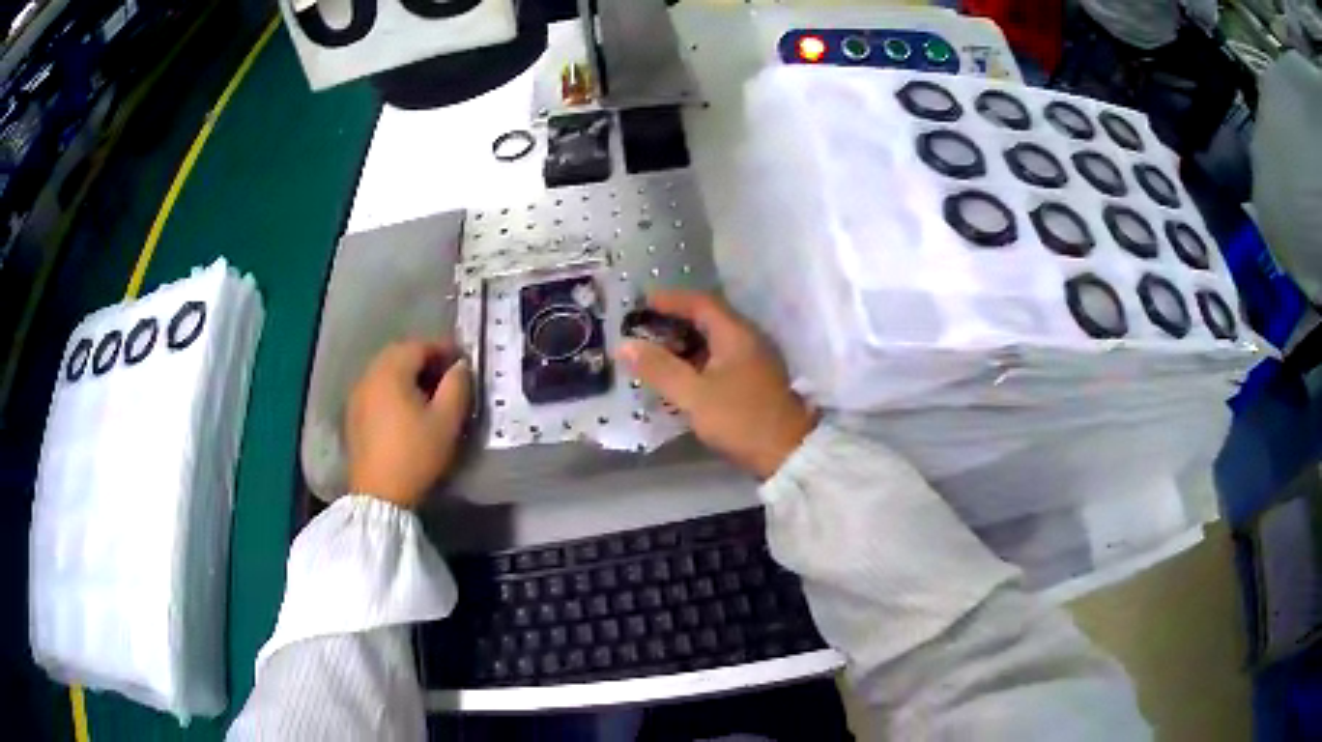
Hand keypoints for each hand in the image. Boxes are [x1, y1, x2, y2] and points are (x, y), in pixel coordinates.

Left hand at [346, 340, 471, 507]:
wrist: (379, 495)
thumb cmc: (416, 454)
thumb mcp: (447, 421)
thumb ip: (457, 385)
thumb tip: (460, 366)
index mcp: (391, 371)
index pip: (419, 346)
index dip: (444, 349)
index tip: (463, 360)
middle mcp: (369, 375)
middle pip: (399, 355)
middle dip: (424, 359)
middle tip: (447, 374)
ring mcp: (357, 395)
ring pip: (385, 372)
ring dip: (408, 375)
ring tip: (428, 393)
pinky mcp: (353, 415)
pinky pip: (376, 390)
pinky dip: (393, 390)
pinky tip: (406, 410)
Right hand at [618, 291, 815, 479]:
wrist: (787, 453)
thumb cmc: (740, 418)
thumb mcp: (694, 395)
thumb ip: (659, 368)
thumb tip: (624, 345)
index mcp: (735, 334)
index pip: (700, 303)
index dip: (670, 300)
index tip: (642, 302)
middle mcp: (748, 339)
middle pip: (708, 320)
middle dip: (674, 322)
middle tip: (642, 329)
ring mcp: (754, 361)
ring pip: (714, 342)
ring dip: (684, 344)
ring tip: (654, 354)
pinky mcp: (755, 382)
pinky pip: (720, 360)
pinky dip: (697, 361)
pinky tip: (679, 378)